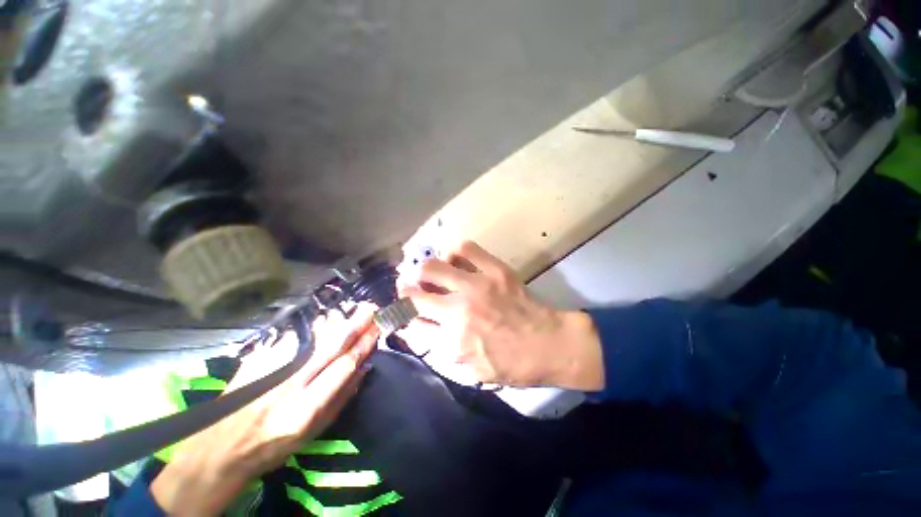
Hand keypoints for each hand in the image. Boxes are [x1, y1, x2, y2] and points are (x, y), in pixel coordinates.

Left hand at [151, 304, 378, 516]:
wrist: (221, 446)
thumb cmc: (273, 445)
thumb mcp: (313, 433)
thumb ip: (341, 398)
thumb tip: (364, 367)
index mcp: (305, 408)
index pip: (343, 366)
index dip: (363, 345)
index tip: (376, 330)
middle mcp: (289, 384)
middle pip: (330, 345)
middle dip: (355, 324)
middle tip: (371, 309)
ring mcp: (271, 368)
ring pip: (313, 336)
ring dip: (337, 321)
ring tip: (354, 311)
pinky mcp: (259, 359)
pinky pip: (295, 336)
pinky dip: (316, 326)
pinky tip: (327, 320)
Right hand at [397, 241, 603, 389]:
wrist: (550, 344)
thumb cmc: (512, 364)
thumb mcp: (472, 370)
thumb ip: (440, 350)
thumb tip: (416, 328)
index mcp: (451, 339)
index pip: (410, 322)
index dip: (403, 316)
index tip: (403, 310)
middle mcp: (457, 310)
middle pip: (412, 292)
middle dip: (404, 290)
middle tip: (409, 287)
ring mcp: (476, 286)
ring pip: (432, 266)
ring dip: (423, 269)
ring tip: (428, 271)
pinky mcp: (494, 270)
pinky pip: (465, 249)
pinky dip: (454, 252)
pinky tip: (455, 259)